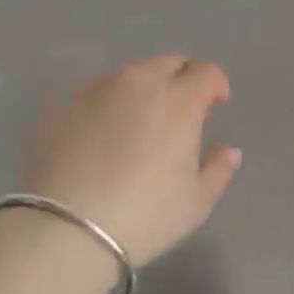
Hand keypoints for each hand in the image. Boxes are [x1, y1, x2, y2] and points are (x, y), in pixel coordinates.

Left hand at [21, 56, 241, 265]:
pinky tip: (102, 133)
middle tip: (180, 110)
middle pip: (168, 62)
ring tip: (139, 121)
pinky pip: (96, 92)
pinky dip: (108, 103)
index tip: (216, 105)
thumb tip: (229, 151)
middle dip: (181, 78)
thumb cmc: (144, 216)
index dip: (216, 85)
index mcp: (179, 99)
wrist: (65, 230)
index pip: (207, 72)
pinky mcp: (63, 105)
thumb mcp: (196, 203)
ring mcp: (98, 89)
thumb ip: (219, 170)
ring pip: (130, 74)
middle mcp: (140, 82)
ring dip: (144, 88)